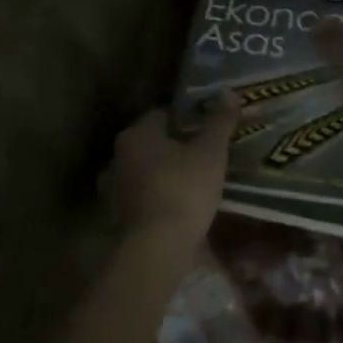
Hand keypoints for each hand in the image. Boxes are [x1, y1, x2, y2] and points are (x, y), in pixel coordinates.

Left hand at [100, 95, 238, 253]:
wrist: (156, 250)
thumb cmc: (183, 190)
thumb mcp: (211, 152)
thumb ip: (219, 122)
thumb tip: (229, 92)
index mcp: (137, 134)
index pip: (162, 114)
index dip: (186, 118)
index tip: (207, 127)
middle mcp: (118, 157)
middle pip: (152, 143)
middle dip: (175, 147)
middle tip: (204, 153)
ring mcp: (113, 189)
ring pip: (145, 172)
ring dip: (165, 174)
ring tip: (194, 181)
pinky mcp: (118, 218)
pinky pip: (143, 198)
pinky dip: (158, 198)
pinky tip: (180, 206)